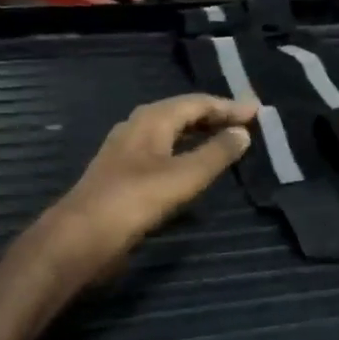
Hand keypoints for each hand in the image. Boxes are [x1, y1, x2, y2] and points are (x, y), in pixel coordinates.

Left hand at [43, 94, 256, 279]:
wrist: (81, 236)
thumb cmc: (135, 201)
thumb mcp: (184, 177)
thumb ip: (216, 154)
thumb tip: (242, 132)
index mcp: (152, 120)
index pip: (197, 102)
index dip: (228, 106)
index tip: (257, 111)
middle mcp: (137, 127)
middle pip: (181, 113)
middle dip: (214, 116)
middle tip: (244, 123)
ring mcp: (126, 151)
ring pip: (169, 133)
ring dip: (198, 134)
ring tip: (224, 140)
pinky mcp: (121, 174)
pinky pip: (161, 152)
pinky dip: (183, 152)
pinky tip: (191, 168)